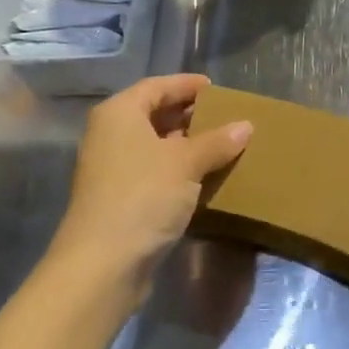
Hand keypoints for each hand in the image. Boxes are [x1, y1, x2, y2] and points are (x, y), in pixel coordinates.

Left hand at [50, 75, 251, 310]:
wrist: (103, 264)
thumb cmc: (143, 196)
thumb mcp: (186, 163)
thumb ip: (217, 141)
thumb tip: (246, 126)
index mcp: (119, 114)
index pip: (156, 86)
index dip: (186, 85)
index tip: (216, 88)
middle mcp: (110, 135)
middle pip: (154, 114)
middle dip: (189, 115)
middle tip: (225, 116)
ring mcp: (113, 169)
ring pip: (155, 145)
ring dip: (186, 145)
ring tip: (223, 145)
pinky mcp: (120, 199)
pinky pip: (154, 171)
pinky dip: (178, 170)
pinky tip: (205, 177)